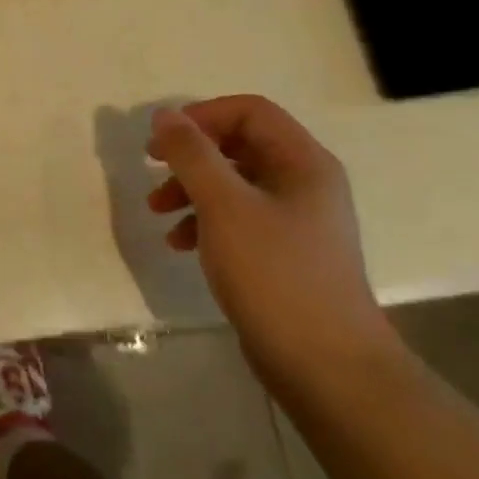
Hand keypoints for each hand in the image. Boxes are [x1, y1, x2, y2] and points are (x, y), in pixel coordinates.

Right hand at [146, 95, 396, 390]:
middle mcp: (304, 183)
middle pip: (239, 145)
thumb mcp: (224, 205)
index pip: (249, 111)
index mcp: (303, 162)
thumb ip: (192, 154)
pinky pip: (238, 218)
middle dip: (191, 155)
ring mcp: (297, 221)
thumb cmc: (275, 273)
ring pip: (234, 183)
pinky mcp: (284, 254)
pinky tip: (179, 243)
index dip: (202, 116)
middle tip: (152, 167)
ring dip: (191, 189)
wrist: (326, 366)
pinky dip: (204, 221)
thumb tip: (165, 115)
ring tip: (157, 211)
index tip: (162, 141)